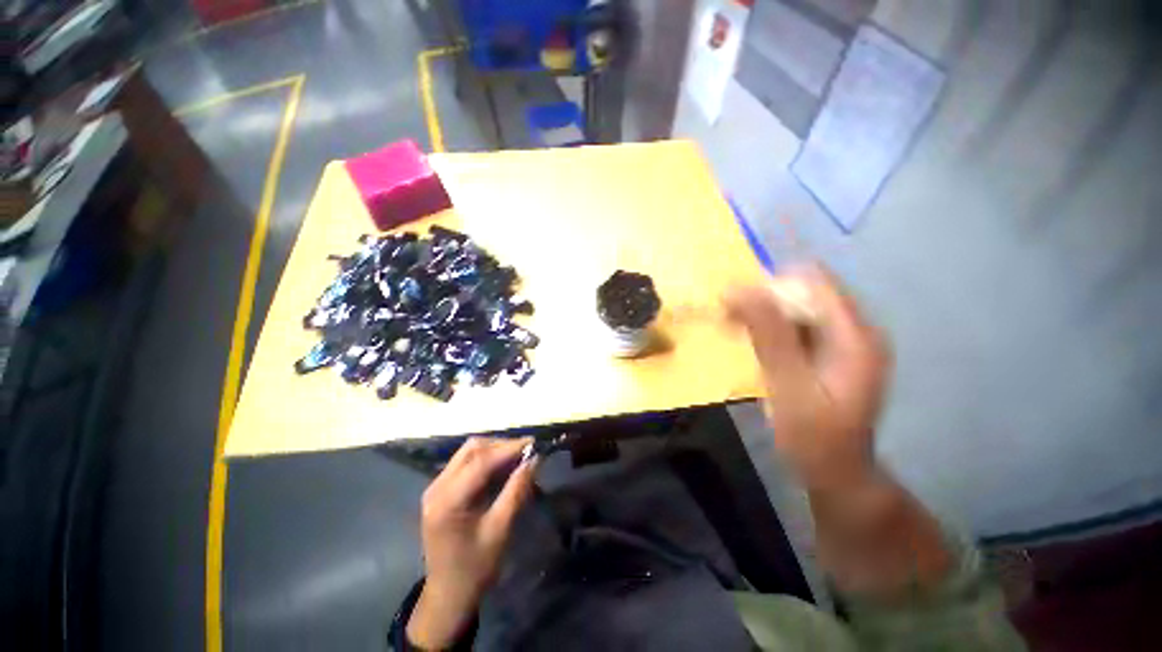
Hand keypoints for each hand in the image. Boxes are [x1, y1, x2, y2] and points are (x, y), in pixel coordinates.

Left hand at [407, 437, 536, 648]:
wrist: (448, 594)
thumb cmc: (476, 567)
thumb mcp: (500, 530)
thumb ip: (517, 490)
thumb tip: (535, 459)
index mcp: (448, 501)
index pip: (481, 461)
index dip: (509, 448)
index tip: (534, 443)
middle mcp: (437, 487)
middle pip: (472, 449)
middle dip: (502, 445)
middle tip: (527, 450)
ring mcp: (436, 487)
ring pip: (469, 452)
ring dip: (495, 450)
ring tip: (519, 457)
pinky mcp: (441, 490)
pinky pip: (466, 463)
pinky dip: (487, 460)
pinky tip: (504, 467)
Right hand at [726, 267, 890, 492]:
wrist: (834, 471)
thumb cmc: (813, 436)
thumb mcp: (788, 386)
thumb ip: (769, 336)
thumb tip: (739, 289)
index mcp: (855, 335)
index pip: (814, 282)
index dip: (772, 286)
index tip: (735, 303)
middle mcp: (855, 330)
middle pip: (806, 292)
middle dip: (763, 299)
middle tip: (729, 318)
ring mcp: (844, 341)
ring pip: (798, 307)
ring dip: (762, 312)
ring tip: (733, 326)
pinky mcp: (830, 352)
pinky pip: (796, 325)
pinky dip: (769, 327)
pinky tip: (750, 340)